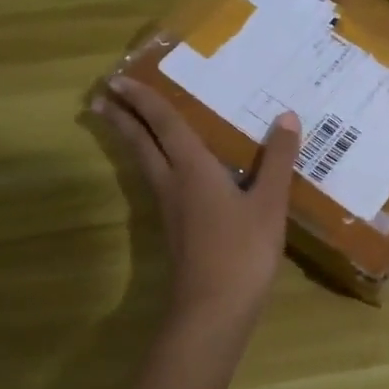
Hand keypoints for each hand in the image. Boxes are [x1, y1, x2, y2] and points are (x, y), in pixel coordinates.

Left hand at [94, 75, 301, 335]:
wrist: (214, 309)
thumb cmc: (242, 250)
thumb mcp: (269, 202)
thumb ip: (277, 160)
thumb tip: (286, 117)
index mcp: (193, 169)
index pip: (164, 125)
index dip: (144, 100)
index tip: (119, 79)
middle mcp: (173, 183)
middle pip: (142, 143)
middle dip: (122, 118)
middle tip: (101, 95)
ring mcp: (171, 208)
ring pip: (145, 164)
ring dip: (132, 139)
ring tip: (122, 123)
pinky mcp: (177, 228)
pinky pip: (159, 182)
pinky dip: (154, 162)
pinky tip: (169, 169)